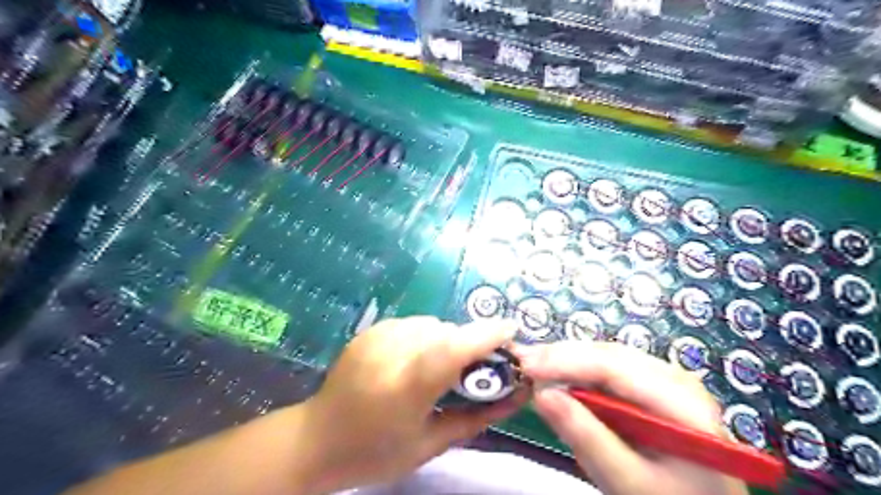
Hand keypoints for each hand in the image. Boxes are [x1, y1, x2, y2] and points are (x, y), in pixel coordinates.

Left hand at [299, 318, 525, 492]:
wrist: (316, 439)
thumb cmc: (375, 452)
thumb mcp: (431, 444)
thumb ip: (477, 417)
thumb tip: (517, 395)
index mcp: (406, 386)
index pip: (453, 347)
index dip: (487, 334)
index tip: (512, 332)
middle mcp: (392, 352)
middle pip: (447, 332)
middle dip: (469, 344)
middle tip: (476, 367)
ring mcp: (378, 336)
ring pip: (432, 324)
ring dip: (447, 340)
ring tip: (441, 367)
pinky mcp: (370, 330)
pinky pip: (413, 324)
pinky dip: (425, 337)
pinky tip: (416, 360)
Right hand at [518, 342, 749, 494]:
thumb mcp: (628, 482)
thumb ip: (586, 437)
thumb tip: (541, 394)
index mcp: (682, 403)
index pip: (616, 367)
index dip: (566, 361)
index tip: (526, 366)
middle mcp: (676, 379)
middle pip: (609, 355)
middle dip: (562, 356)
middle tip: (521, 360)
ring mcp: (665, 379)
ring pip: (606, 357)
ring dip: (567, 360)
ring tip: (532, 365)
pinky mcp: (651, 386)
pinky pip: (608, 369)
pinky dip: (579, 372)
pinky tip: (557, 375)